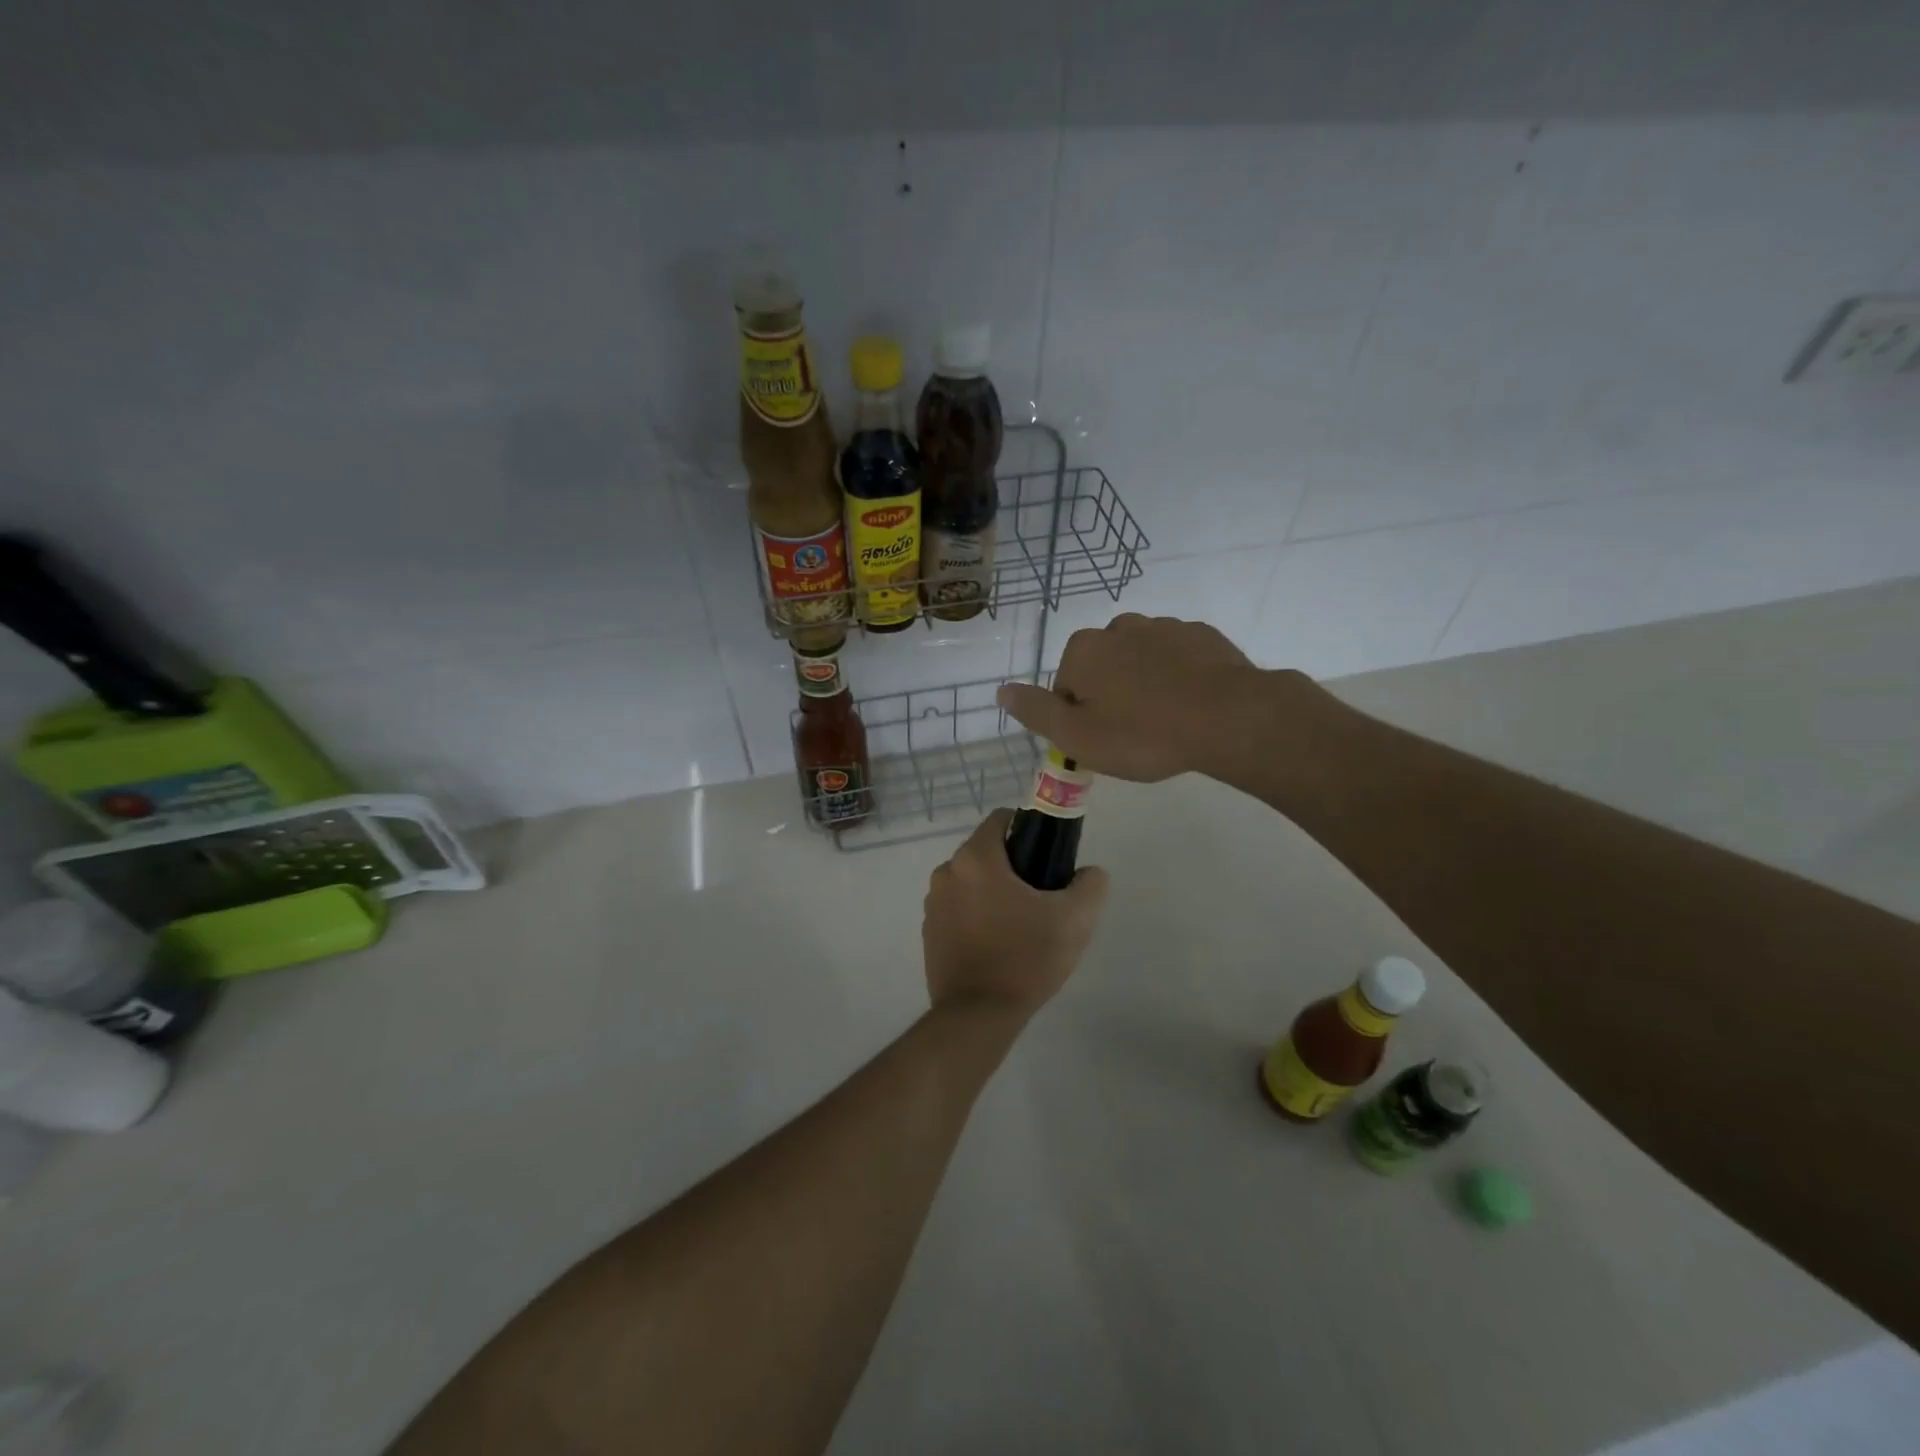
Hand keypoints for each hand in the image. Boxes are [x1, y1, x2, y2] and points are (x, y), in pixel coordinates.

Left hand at [922, 809, 1108, 1023]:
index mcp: (975, 858)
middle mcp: (946, 872)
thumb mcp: (1075, 919)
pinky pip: (958, 909)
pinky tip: (997, 944)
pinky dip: (976, 916)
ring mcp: (932, 903)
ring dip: (994, 892)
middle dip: (1014, 866)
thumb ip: (1090, 885)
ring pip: (971, 882)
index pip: (1002, 820)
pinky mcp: (928, 932)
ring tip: (1021, 925)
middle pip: (987, 852)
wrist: (977, 1015)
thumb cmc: (1025, 958)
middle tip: (1042, 897)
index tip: (1047, 858)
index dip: (1029, 831)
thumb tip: (1088, 873)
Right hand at [996, 614, 1286, 781]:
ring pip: (1140, 659)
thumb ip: (1035, 711)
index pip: (1065, 685)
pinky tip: (1192, 705)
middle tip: (1133, 733)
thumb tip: (1001, 690)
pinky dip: (1178, 676)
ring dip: (1144, 683)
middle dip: (1110, 694)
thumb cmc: (1143, 733)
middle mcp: (1119, 627)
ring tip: (1165, 720)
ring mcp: (1165, 627)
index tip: (1103, 740)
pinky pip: (1177, 657)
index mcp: (1084, 650)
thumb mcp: (1077, 736)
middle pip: (1102, 667)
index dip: (1080, 716)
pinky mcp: (1202, 635)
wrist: (1229, 718)